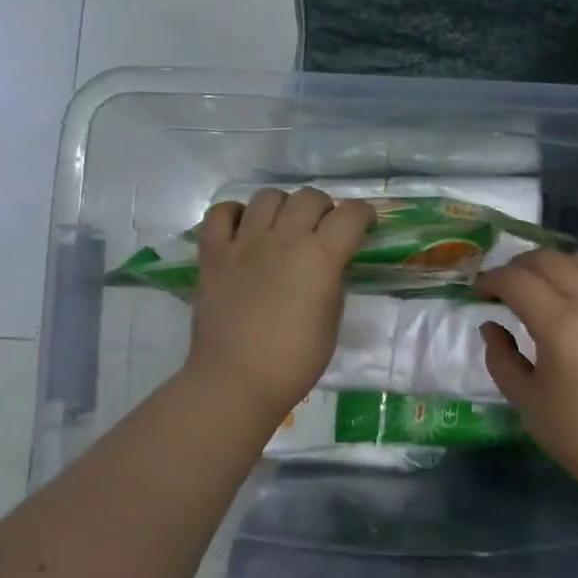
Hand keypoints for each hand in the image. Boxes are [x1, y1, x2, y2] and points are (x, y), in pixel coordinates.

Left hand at [186, 189, 374, 422]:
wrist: (236, 381)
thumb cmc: (294, 361)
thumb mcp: (332, 321)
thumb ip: (333, 283)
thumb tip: (330, 266)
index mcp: (320, 257)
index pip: (351, 214)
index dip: (363, 214)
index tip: (365, 224)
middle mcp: (284, 239)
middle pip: (309, 197)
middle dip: (324, 208)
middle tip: (323, 228)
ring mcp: (244, 243)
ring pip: (267, 197)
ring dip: (283, 206)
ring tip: (283, 226)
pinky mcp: (213, 254)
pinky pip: (220, 213)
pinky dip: (234, 214)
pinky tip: (243, 229)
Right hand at [477, 250, 577, 490]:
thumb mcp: (526, 400)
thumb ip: (502, 358)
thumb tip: (492, 326)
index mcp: (560, 324)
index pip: (517, 280)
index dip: (491, 280)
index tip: (478, 292)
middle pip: (548, 260)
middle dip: (518, 266)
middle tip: (502, 288)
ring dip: (552, 264)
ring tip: (539, 285)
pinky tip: (574, 296)